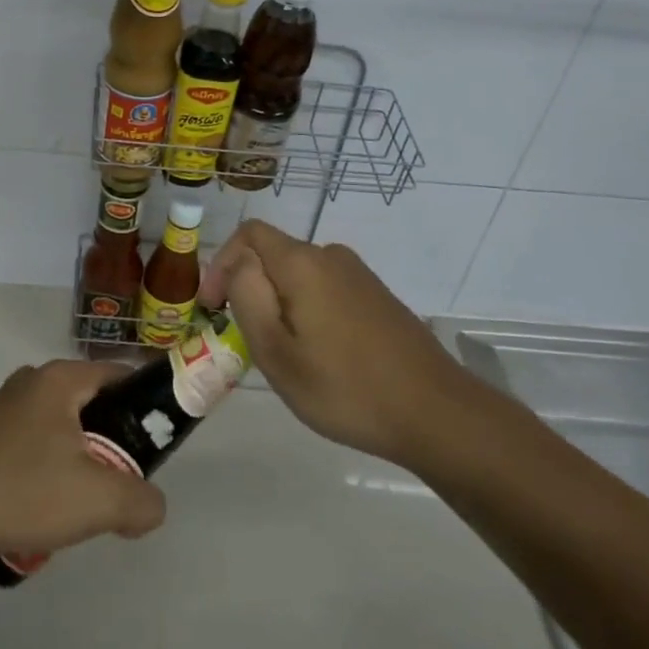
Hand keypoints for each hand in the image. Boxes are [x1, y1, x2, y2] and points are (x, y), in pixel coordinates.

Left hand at [0, 360, 166, 567]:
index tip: (154, 445)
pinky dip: (42, 473)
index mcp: (59, 379)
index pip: (119, 375)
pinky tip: (35, 511)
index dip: (145, 406)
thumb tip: (151, 505)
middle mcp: (30, 382)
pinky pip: (28, 447)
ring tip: (73, 507)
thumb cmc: (22, 491)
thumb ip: (141, 501)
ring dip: (74, 463)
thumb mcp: (98, 501)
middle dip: (109, 443)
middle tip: (116, 484)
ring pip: (58, 430)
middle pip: (89, 405)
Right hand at [197, 220, 472, 467]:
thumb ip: (247, 296)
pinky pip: (325, 290)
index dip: (221, 263)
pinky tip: (319, 356)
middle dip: (249, 288)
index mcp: (303, 263)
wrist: (436, 413)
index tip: (212, 308)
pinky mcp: (377, 297)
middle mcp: (331, 256)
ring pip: (299, 276)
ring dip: (278, 303)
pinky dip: (307, 311)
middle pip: (273, 255)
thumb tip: (238, 263)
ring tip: (282, 354)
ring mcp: (359, 275)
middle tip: (246, 340)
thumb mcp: (277, 352)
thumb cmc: (345, 387)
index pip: (248, 234)